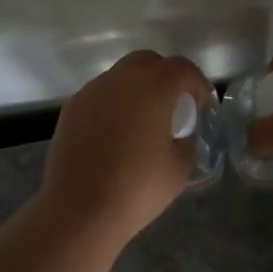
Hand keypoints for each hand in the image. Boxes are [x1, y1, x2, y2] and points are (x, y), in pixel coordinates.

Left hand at [39, 50, 212, 242]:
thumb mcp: (179, 169)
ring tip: (141, 122)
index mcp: (153, 88)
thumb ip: (188, 143)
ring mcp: (92, 91)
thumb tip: (182, 136)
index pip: (181, 68)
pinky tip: (114, 135)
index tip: (200, 106)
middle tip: (172, 107)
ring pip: (121, 76)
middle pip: (148, 61)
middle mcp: (120, 80)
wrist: (79, 209)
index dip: (196, 83)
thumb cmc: (136, 189)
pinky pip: (100, 95)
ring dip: (137, 90)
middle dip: (165, 77)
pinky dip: (113, 104)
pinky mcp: (71, 108)